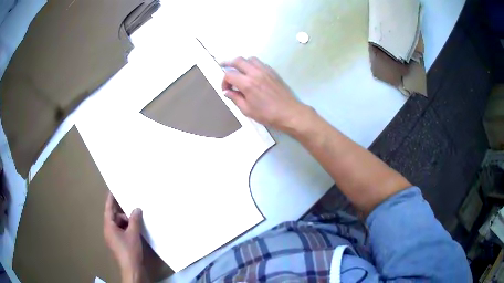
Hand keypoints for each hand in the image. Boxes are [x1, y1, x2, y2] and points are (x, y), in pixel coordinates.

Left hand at [104, 193, 146, 282]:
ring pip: (119, 225)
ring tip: (137, 227)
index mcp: (109, 227)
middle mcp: (109, 231)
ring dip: (127, 224)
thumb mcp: (133, 234)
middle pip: (115, 217)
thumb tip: (137, 208)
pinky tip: (136, 233)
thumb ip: (134, 220)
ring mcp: (113, 239)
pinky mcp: (118, 244)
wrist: (131, 269)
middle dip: (124, 216)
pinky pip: (121, 232)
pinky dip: (128, 230)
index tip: (112, 190)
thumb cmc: (129, 250)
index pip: (108, 209)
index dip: (110, 200)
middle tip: (135, 217)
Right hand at [222, 57, 310, 132]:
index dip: (224, 81)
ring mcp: (265, 70)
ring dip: (242, 62)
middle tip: (223, 66)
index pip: (229, 75)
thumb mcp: (247, 110)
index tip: (226, 90)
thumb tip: (227, 92)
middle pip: (238, 60)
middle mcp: (255, 73)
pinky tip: (252, 73)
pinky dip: (253, 64)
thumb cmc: (267, 115)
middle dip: (228, 63)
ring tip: (239, 70)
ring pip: (250, 59)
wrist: (289, 113)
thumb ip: (235, 98)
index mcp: (247, 83)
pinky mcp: (273, 72)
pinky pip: (260, 63)